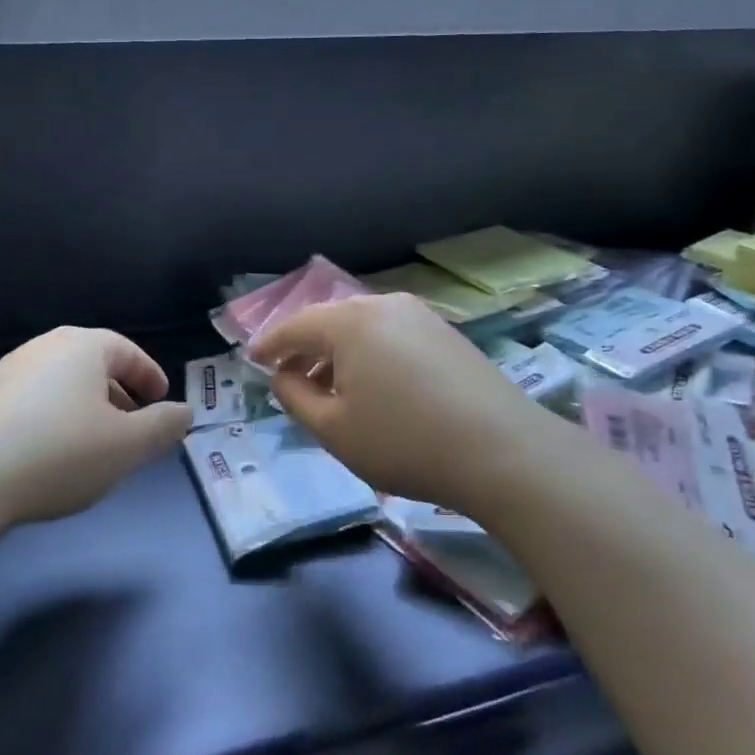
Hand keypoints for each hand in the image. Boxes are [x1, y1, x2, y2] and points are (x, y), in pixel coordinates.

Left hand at [0, 327, 192, 526]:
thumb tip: (184, 412)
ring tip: (94, 448)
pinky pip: (34, 402)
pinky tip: (50, 457)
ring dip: (86, 411)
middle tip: (133, 430)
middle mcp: (44, 348)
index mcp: (82, 346)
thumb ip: (163, 427)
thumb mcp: (127, 446)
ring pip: (63, 386)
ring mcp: (7, 372)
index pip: (128, 351)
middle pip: (94, 366)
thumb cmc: (57, 453)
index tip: (162, 403)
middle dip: (120, 397)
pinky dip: (54, 421)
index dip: (150, 376)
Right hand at [251, 294, 559, 512]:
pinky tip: (374, 386)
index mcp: (349, 321)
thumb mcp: (334, 429)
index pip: (294, 326)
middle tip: (288, 378)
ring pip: (362, 328)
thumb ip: (295, 397)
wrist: (502, 450)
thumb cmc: (403, 441)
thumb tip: (283, 375)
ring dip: (338, 353)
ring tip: (330, 388)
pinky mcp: (445, 332)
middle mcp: (383, 304)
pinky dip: (370, 354)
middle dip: (305, 349)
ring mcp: (420, 315)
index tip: (252, 362)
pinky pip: (391, 335)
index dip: (269, 345)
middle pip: (329, 322)